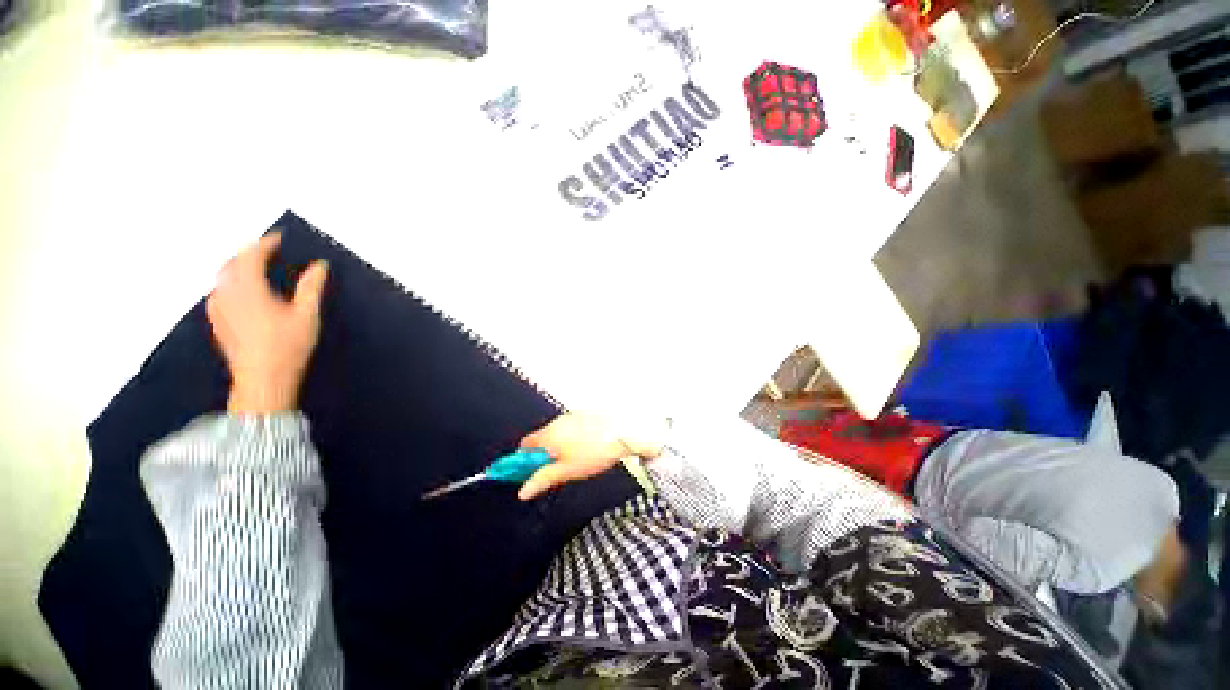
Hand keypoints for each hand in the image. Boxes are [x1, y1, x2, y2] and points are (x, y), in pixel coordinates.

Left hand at [207, 233, 328, 413]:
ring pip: (223, 278)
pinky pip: (220, 292)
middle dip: (248, 253)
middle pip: (231, 263)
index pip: (250, 256)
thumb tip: (320, 265)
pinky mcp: (217, 322)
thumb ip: (311, 287)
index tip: (278, 238)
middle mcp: (226, 294)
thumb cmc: (288, 347)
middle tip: (267, 251)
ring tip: (257, 269)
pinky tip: (245, 292)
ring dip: (238, 267)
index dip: (264, 244)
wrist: (262, 381)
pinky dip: (232, 283)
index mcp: (248, 289)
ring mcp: (218, 309)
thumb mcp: (307, 315)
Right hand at [517, 413, 663, 499]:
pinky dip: (571, 438)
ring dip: (557, 446)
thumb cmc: (595, 451)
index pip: (524, 446)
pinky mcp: (584, 415)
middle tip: (556, 470)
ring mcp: (571, 416)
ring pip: (556, 433)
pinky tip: (585, 448)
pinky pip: (570, 428)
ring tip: (575, 460)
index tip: (530, 472)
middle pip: (540, 439)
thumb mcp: (567, 471)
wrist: (623, 431)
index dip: (523, 461)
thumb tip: (523, 491)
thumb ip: (543, 479)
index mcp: (548, 435)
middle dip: (543, 455)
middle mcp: (556, 422)